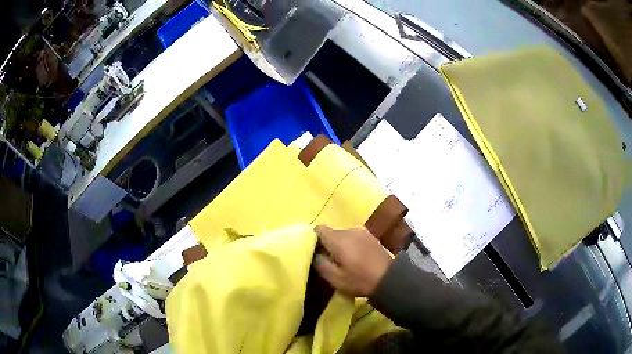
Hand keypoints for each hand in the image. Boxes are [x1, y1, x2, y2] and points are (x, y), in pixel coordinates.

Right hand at [314, 225, 393, 296]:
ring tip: (342, 260)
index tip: (314, 252)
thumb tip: (315, 254)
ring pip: (342, 235)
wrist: (389, 279)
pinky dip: (350, 245)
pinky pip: (353, 237)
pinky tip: (354, 258)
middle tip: (328, 260)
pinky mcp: (370, 237)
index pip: (319, 229)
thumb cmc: (359, 280)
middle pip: (331, 232)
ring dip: (339, 244)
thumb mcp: (334, 278)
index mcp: (338, 239)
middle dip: (327, 243)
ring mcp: (362, 232)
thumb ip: (320, 263)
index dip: (313, 239)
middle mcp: (349, 230)